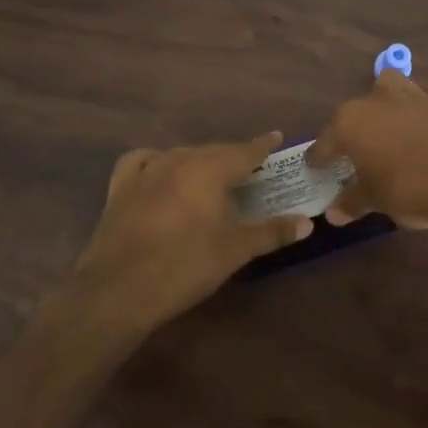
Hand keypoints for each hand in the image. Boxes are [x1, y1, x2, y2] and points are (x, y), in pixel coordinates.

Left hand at [62, 132, 312, 350]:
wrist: (120, 289)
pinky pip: (141, 161)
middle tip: (251, 166)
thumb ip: (272, 232)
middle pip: (213, 151)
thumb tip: (308, 223)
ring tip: (212, 172)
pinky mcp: (119, 188)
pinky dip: (156, 160)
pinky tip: (160, 170)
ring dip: (200, 159)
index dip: (262, 145)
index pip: (244, 151)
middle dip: (234, 155)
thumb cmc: (186, 265)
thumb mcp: (235, 250)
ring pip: (180, 155)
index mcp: (209, 169)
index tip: (276, 138)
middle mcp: (177, 160)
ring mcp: (145, 172)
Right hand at [309, 72, 427, 231]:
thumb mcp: (375, 201)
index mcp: (351, 122)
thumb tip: (333, 213)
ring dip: (390, 101)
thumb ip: (352, 202)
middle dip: (356, 125)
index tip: (317, 168)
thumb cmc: (410, 190)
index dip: (320, 157)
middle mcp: (378, 100)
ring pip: (394, 84)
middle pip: (357, 107)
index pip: (326, 141)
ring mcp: (416, 96)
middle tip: (360, 152)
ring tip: (393, 125)